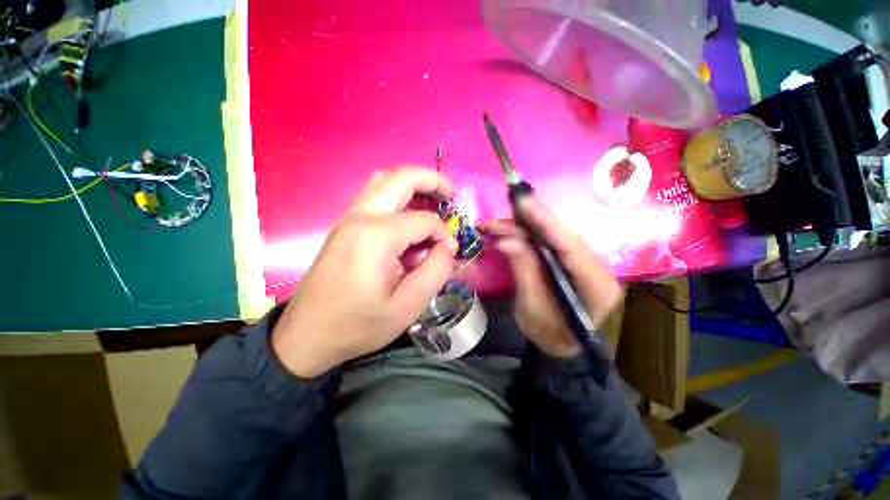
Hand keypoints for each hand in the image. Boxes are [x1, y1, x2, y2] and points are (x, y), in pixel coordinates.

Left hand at [272, 168, 457, 377]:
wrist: (307, 335)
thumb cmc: (358, 325)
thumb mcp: (408, 306)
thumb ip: (436, 270)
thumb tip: (448, 245)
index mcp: (377, 236)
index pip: (425, 220)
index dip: (443, 234)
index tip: (449, 252)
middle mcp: (361, 216)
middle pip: (401, 177)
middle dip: (432, 180)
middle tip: (452, 194)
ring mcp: (349, 218)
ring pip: (384, 181)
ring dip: (413, 185)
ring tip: (434, 201)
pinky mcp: (344, 226)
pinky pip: (375, 197)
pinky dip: (398, 197)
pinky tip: (409, 218)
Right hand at [487, 197, 623, 357]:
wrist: (563, 347)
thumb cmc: (550, 335)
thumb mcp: (532, 308)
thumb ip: (524, 272)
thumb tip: (506, 241)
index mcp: (596, 285)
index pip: (570, 246)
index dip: (545, 222)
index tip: (523, 202)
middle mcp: (599, 268)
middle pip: (563, 236)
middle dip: (532, 221)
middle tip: (505, 208)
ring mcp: (588, 263)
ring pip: (556, 236)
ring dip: (527, 227)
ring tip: (499, 223)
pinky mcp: (575, 262)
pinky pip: (552, 243)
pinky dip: (531, 236)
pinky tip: (513, 231)